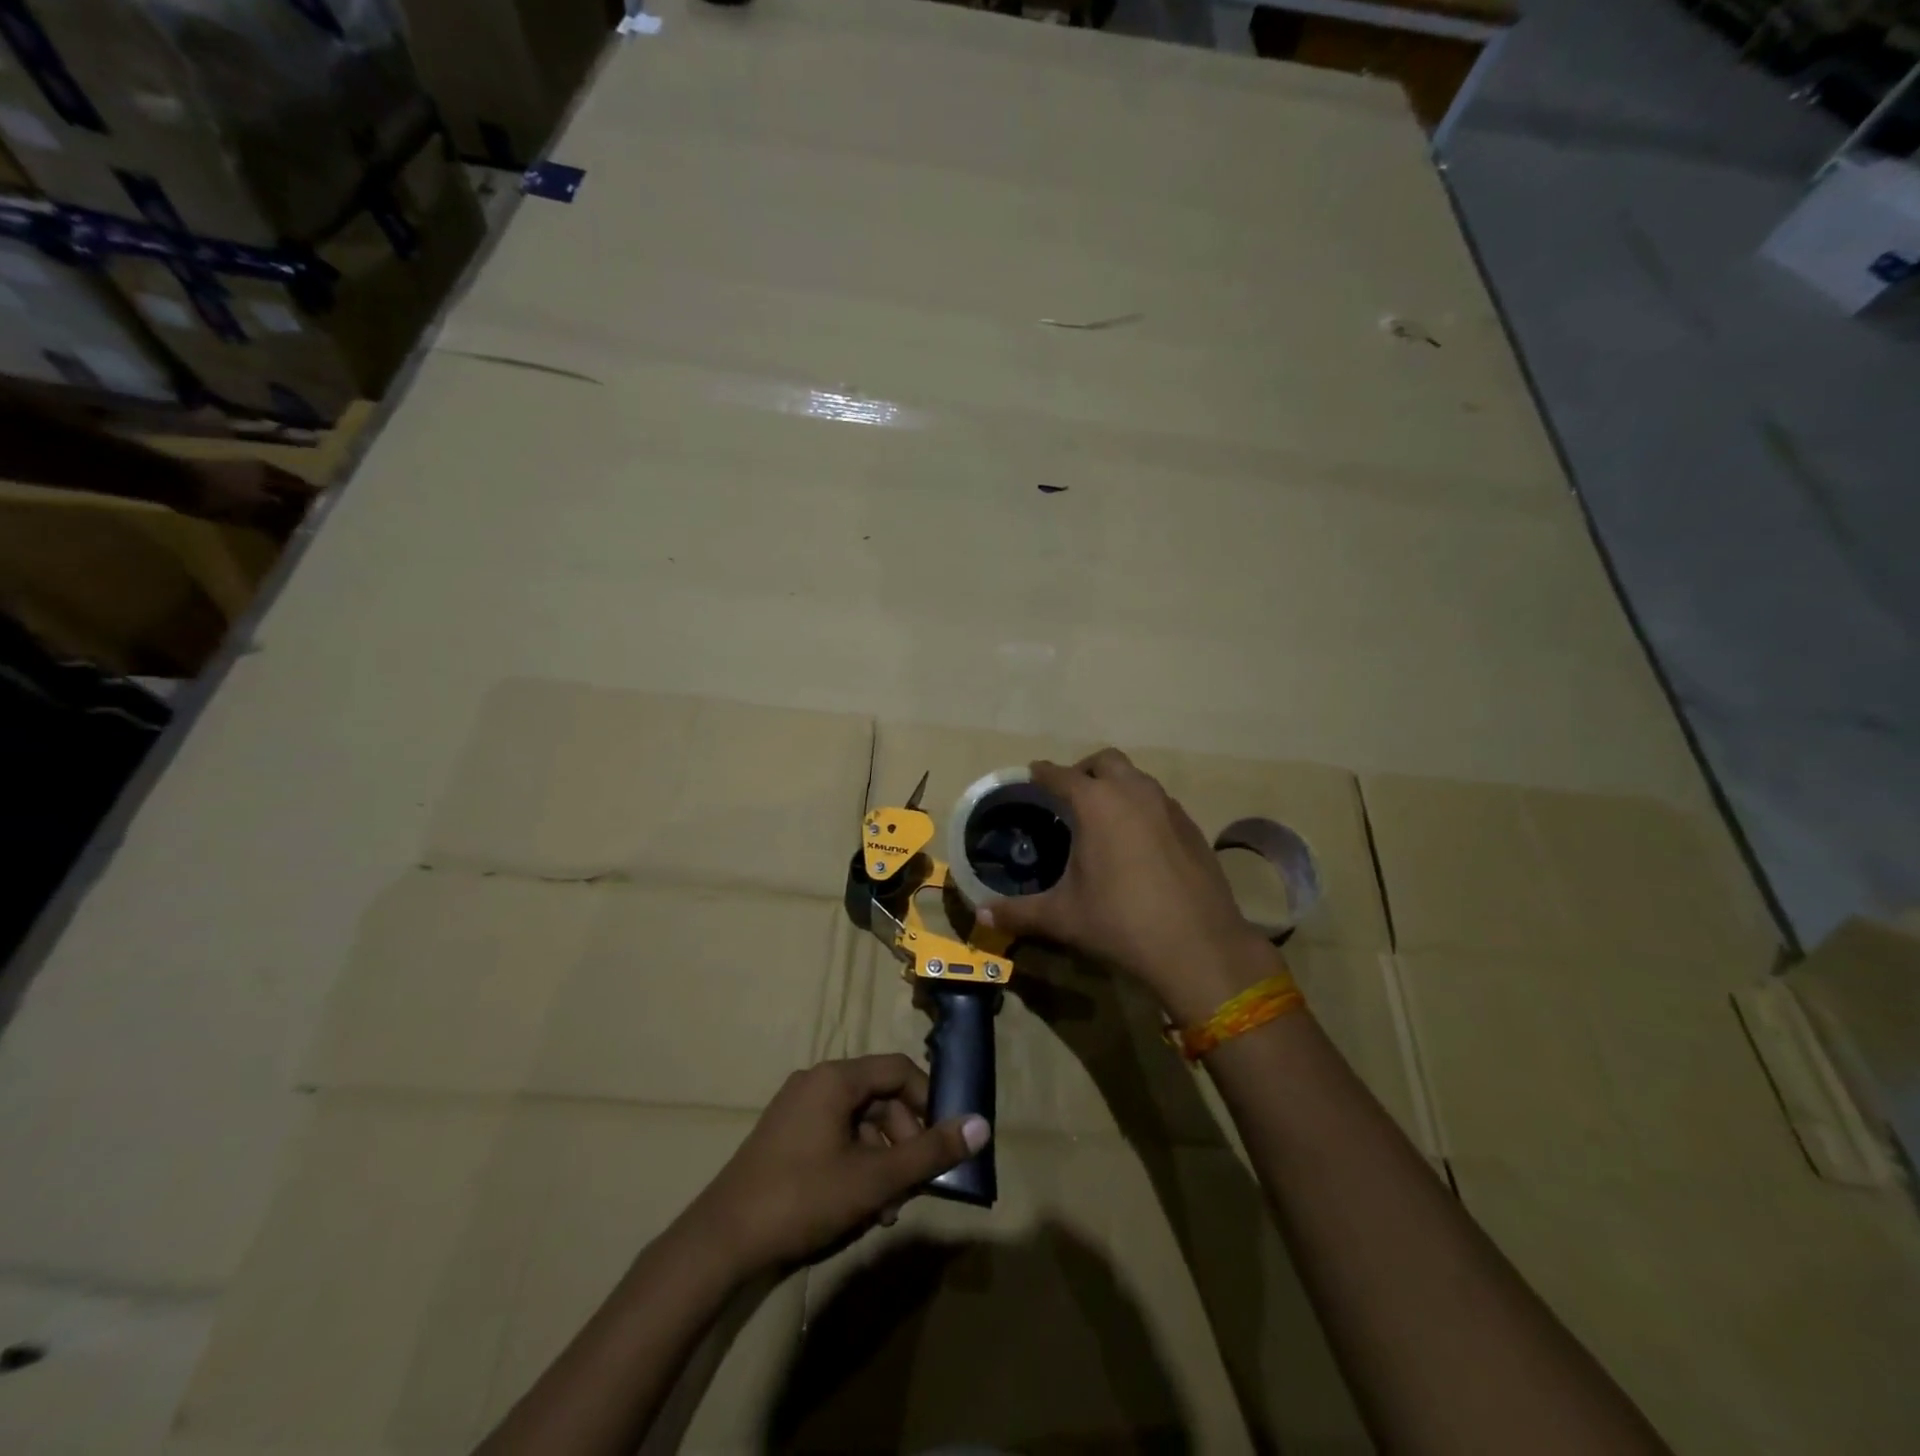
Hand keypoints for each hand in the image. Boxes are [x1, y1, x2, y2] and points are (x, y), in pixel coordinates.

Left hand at [179, 459, 317, 536]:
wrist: (168, 483)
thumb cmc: (219, 494)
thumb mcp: (259, 510)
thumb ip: (288, 520)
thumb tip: (313, 531)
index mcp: (273, 473)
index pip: (308, 489)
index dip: (322, 504)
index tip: (335, 521)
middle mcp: (262, 471)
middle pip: (292, 493)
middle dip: (303, 510)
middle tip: (316, 529)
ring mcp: (242, 477)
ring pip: (275, 498)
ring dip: (284, 513)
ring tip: (294, 531)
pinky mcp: (226, 486)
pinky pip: (258, 502)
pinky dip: (267, 514)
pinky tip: (268, 527)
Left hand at [684, 1054, 989, 1276]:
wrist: (721, 1241)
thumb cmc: (803, 1198)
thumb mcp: (874, 1179)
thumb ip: (929, 1152)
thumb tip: (982, 1126)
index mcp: (836, 1078)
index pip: (898, 1070)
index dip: (929, 1100)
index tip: (945, 1139)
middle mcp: (817, 1082)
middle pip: (879, 1097)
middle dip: (904, 1140)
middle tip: (916, 1185)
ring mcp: (797, 1108)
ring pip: (858, 1122)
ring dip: (882, 1160)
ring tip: (887, 1209)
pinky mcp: (785, 1136)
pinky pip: (835, 1136)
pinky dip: (856, 1164)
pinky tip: (859, 1207)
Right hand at [978, 749, 1280, 1023]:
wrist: (1198, 946)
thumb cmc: (1120, 923)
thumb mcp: (1063, 917)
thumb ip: (1018, 912)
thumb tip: (981, 915)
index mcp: (1096, 803)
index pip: (1060, 775)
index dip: (1042, 773)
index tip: (1032, 774)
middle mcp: (1133, 792)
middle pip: (1105, 761)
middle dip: (1083, 771)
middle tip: (1069, 796)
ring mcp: (1168, 807)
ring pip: (1137, 778)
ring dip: (1116, 786)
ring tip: (1103, 817)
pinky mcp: (1192, 827)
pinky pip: (1159, 802)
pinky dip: (1142, 807)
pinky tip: (1138, 841)